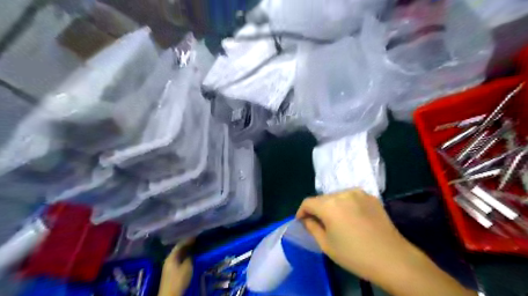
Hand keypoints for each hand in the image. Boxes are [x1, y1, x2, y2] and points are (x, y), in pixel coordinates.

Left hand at [159, 239, 194, 295]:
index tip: (196, 236)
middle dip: (186, 244)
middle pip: (178, 249)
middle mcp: (168, 259)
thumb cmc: (179, 280)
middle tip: (195, 240)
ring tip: (193, 247)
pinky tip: (188, 256)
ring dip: (185, 250)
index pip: (180, 245)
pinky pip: (178, 259)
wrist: (170, 295)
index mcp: (171, 256)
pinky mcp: (170, 271)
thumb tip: (191, 252)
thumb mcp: (187, 267)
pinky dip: (184, 256)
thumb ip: (189, 257)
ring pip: (178, 254)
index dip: (188, 240)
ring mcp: (168, 265)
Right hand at [297, 189, 478, 294]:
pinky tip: (351, 218)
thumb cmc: (355, 255)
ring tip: (335, 220)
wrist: (392, 258)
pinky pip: (351, 197)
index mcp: (329, 205)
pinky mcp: (371, 197)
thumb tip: (306, 219)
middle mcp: (342, 193)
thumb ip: (312, 227)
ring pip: (337, 197)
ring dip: (331, 206)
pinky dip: (346, 205)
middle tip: (318, 223)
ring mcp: (358, 193)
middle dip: (317, 209)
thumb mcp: (326, 245)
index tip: (301, 221)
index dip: (301, 211)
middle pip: (322, 199)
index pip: (308, 202)